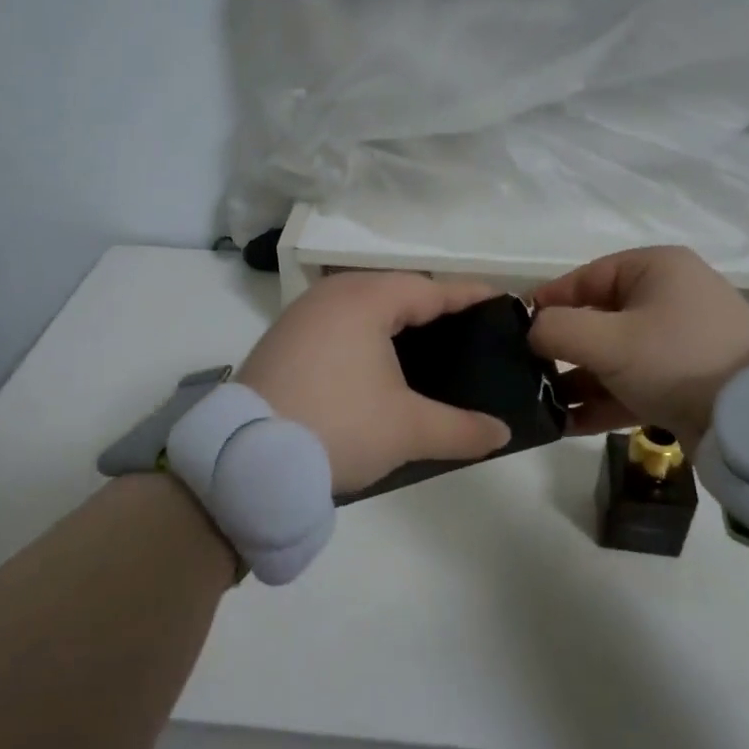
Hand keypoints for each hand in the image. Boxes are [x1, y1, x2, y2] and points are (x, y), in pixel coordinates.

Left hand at [237, 272, 512, 493]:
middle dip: (431, 305)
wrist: (246, 459)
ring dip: (394, 318)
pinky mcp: (282, 339)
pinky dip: (363, 332)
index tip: (501, 301)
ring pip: (361, 304)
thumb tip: (502, 433)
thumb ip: (461, 429)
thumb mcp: (407, 430)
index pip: (430, 289)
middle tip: (466, 330)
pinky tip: (374, 361)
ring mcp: (301, 315)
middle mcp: (331, 295)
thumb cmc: (338, 427)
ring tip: (426, 345)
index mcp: (365, 299)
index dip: (468, 296)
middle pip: (394, 289)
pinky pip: (336, 321)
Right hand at [529, 246, 748, 450]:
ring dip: (576, 380)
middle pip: (597, 319)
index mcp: (655, 270)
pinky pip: (632, 384)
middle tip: (524, 373)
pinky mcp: (684, 381)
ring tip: (539, 404)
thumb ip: (557, 329)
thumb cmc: (678, 361)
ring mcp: (678, 342)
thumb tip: (530, 331)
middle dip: (560, 349)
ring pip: (612, 356)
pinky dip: (601, 401)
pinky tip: (565, 424)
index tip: (514, 330)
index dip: (547, 302)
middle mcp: (668, 298)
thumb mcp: (608, 340)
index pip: (585, 277)